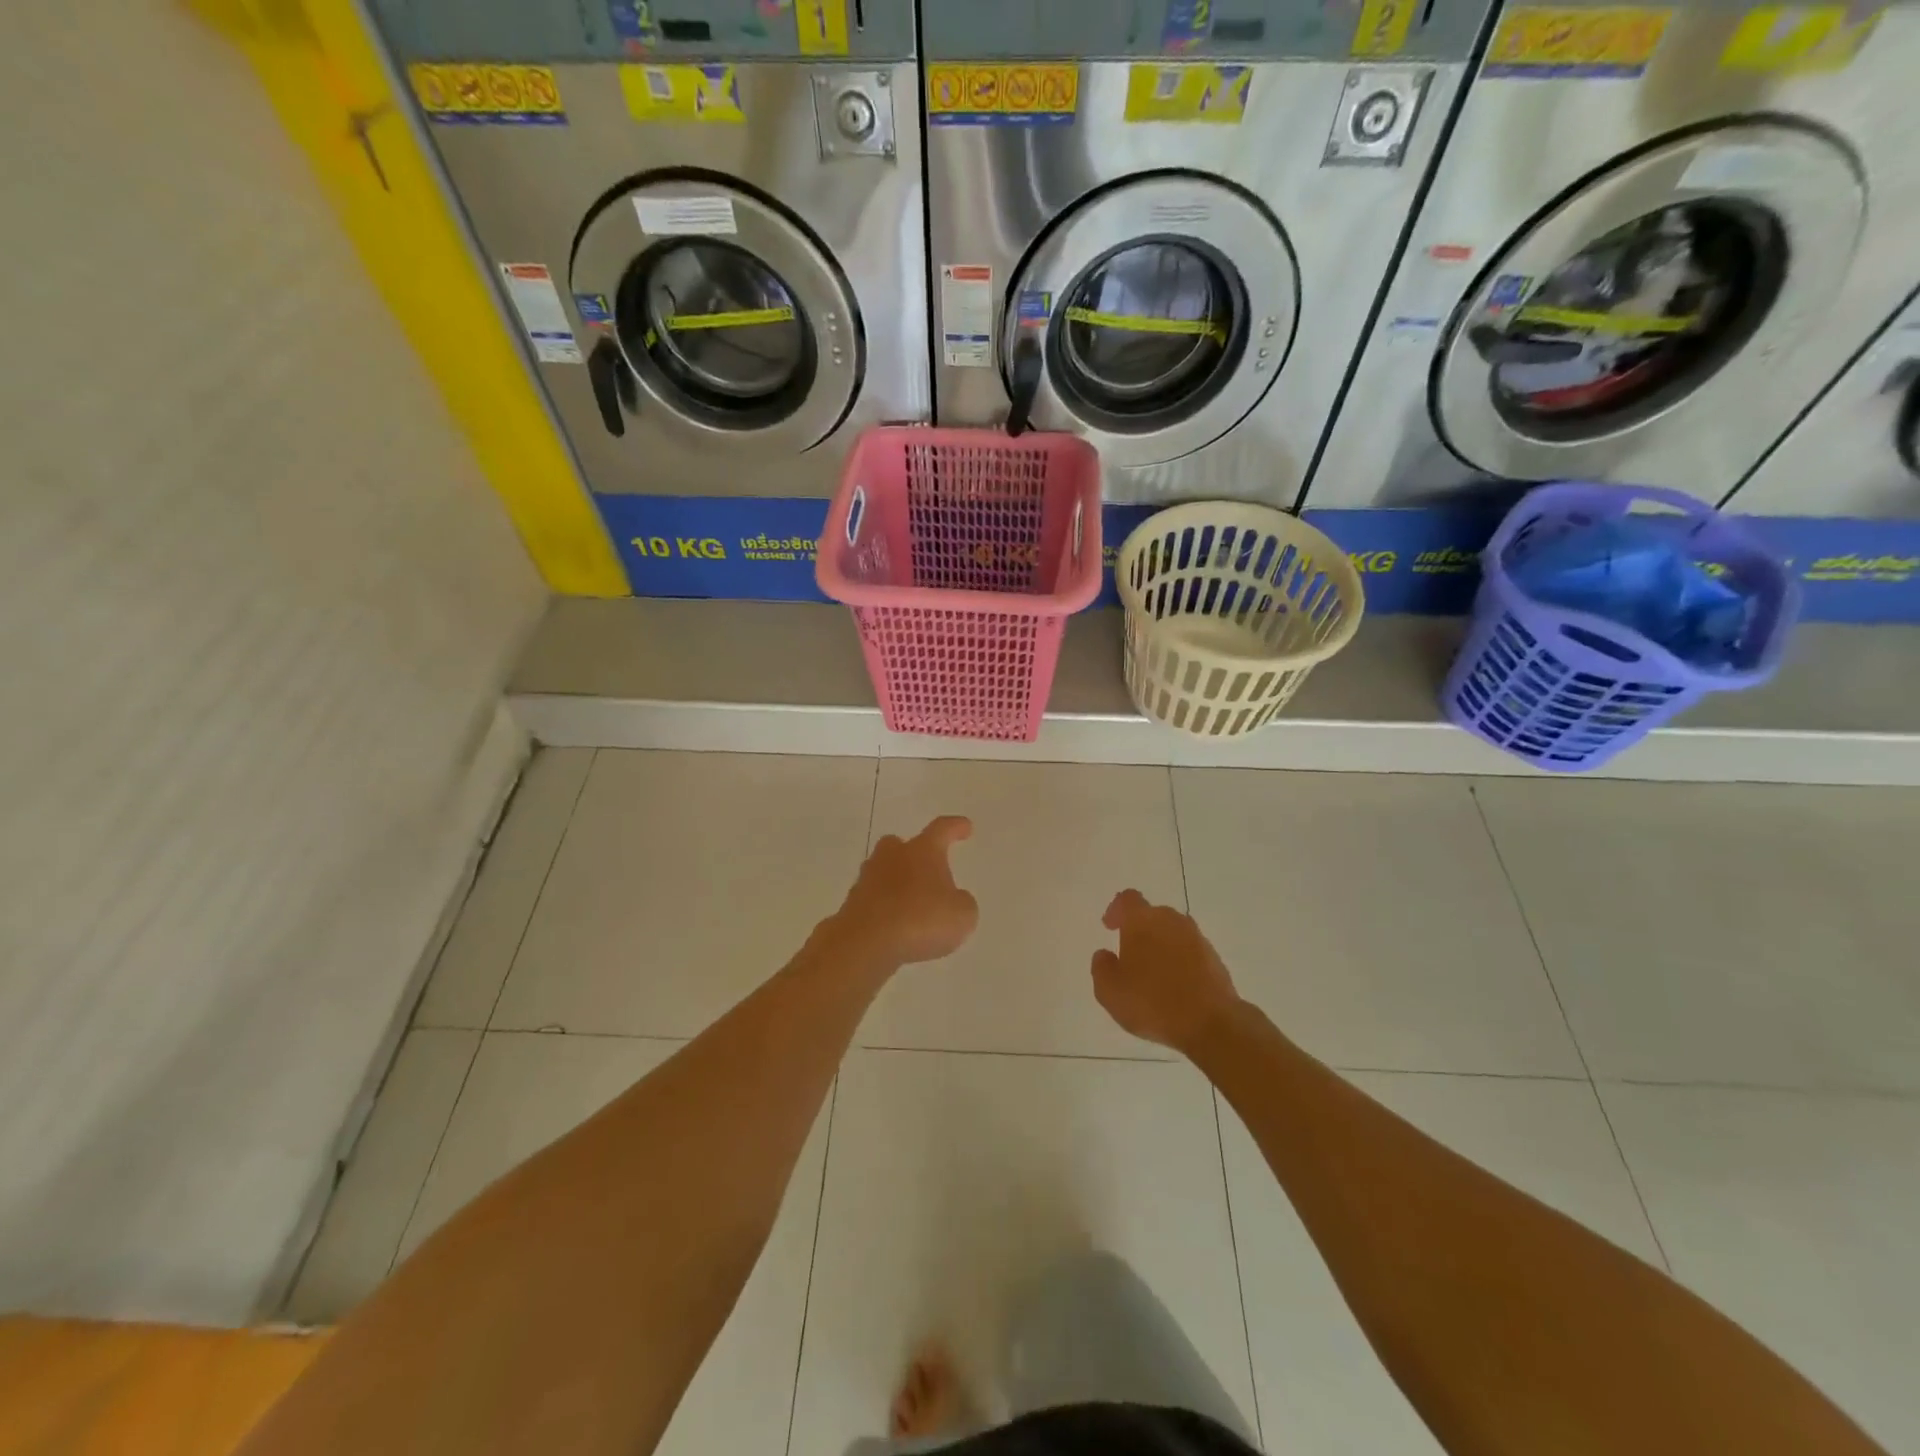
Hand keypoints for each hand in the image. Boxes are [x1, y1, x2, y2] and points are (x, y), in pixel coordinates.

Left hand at [832, 816, 978, 967]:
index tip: (965, 827)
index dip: (955, 827)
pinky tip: (896, 927)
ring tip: (913, 905)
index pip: (942, 830)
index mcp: (922, 851)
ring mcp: (867, 880)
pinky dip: (884, 909)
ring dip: (897, 884)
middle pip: (900, 845)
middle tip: (926, 869)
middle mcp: (892, 857)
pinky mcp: (852, 905)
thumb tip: (954, 900)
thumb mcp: (962, 915)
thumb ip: (962, 903)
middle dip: (912, 854)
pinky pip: (873, 901)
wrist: (866, 943)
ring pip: (884, 873)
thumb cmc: (921, 920)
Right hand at [1091, 890, 1241, 1053]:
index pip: (1127, 899)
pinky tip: (1175, 986)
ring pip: (1173, 932)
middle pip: (1152, 914)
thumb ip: (1101, 968)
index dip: (1116, 910)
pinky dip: (1180, 961)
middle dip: (1140, 929)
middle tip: (1130, 954)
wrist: (1211, 1024)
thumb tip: (1105, 955)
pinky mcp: (1215, 958)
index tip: (1109, 927)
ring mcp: (1197, 938)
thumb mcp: (1109, 991)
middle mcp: (1171, 921)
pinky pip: (1190, 951)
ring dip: (1161, 945)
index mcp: (1142, 920)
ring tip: (1153, 973)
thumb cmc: (1152, 1002)